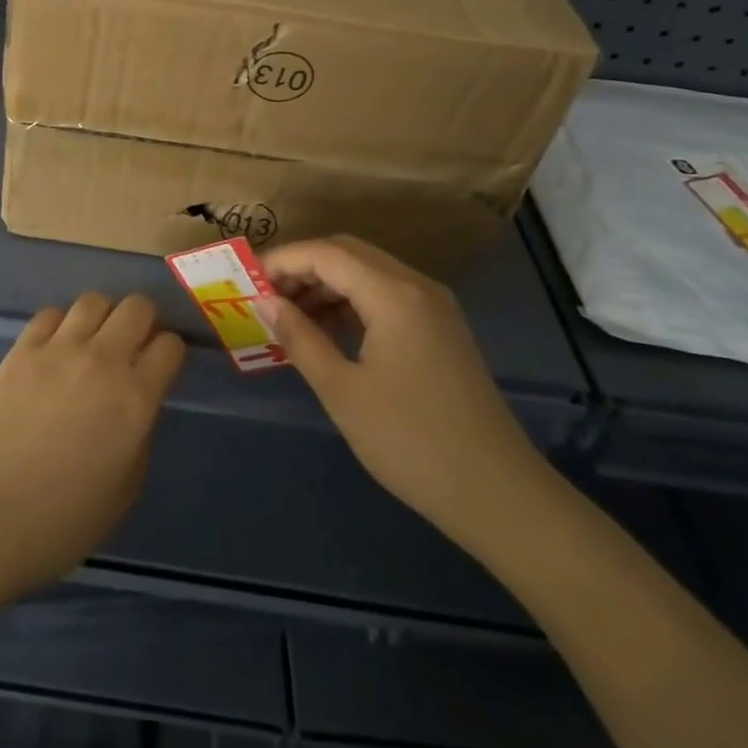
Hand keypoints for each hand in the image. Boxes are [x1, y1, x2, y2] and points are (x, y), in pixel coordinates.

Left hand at [0, 293, 185, 607]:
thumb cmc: (62, 522)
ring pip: (94, 300)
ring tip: (93, 343)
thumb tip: (137, 405)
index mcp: (135, 399)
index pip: (170, 346)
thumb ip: (140, 436)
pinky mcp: (21, 349)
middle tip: (132, 347)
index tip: (161, 367)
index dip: (170, 353)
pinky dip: (61, 325)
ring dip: (102, 317)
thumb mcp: (125, 490)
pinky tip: (55, 350)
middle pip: (137, 307)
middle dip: (143, 322)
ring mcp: (58, 349)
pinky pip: (50, 314)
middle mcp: (102, 361)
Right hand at [262, 235, 545, 542]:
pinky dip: (351, 301)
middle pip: (348, 252)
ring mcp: (433, 307)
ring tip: (289, 314)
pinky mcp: (440, 329)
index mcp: (394, 295)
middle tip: (266, 296)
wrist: (498, 494)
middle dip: (302, 266)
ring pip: (367, 271)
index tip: (248, 281)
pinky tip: (327, 329)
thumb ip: (300, 337)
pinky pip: (385, 294)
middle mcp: (417, 286)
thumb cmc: (411, 442)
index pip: (326, 253)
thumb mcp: (342, 390)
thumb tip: (265, 301)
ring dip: (326, 283)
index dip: (283, 260)